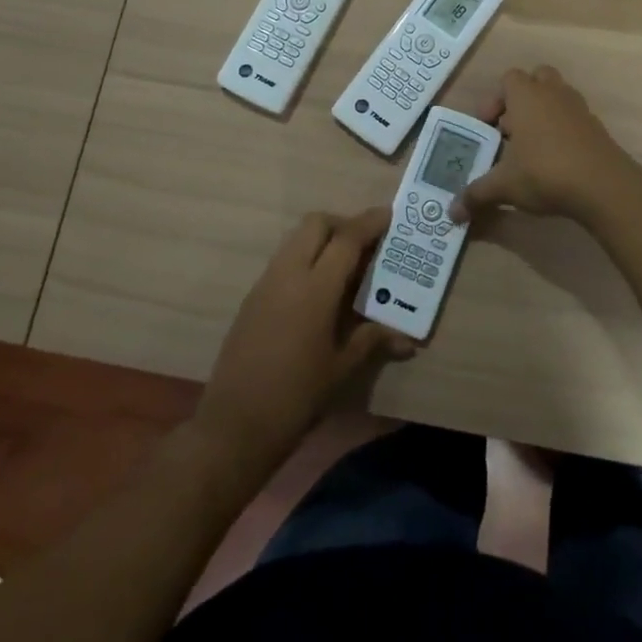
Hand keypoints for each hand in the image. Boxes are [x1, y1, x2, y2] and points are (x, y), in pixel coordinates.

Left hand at [194, 208, 412, 474]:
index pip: (346, 239)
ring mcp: (266, 283)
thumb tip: (407, 338)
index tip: (389, 215)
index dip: (370, 223)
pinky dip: (304, 258)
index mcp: (315, 289)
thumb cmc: (296, 398)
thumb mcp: (341, 370)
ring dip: (322, 239)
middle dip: (343, 224)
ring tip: (345, 266)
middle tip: (366, 244)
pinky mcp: (252, 297)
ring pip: (296, 238)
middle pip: (316, 224)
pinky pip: (283, 260)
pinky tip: (318, 290)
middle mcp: (288, 274)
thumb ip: (372, 341)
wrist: (234, 426)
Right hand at [457, 65, 641, 228]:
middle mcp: (553, 93)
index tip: (488, 127)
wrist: (604, 186)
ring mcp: (578, 108)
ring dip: (543, 113)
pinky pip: (573, 118)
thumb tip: (451, 213)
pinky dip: (562, 130)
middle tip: (510, 129)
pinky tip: (555, 160)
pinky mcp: (596, 127)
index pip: (508, 78)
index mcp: (526, 95)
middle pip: (536, 79)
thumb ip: (476, 194)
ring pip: (557, 97)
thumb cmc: (545, 172)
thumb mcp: (504, 186)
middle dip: (522, 99)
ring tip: (531, 146)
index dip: (495, 99)